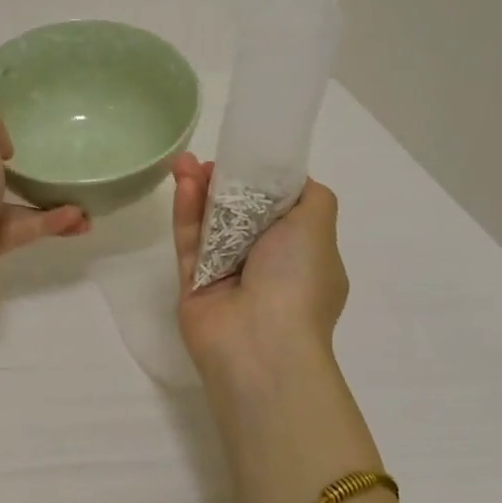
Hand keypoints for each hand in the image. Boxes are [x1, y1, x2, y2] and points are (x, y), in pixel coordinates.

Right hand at [171, 154, 347, 379]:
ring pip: (210, 224)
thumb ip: (311, 196)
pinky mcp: (194, 284)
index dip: (261, 180)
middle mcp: (266, 265)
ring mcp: (228, 275)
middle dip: (224, 182)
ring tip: (184, 162)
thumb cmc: (297, 281)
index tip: (246, 156)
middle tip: (208, 159)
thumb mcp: (319, 227)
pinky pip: (189, 242)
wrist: (259, 346)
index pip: (280, 209)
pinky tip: (182, 183)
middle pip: (240, 213)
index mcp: (302, 255)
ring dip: (199, 191)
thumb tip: (291, 181)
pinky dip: (186, 213)